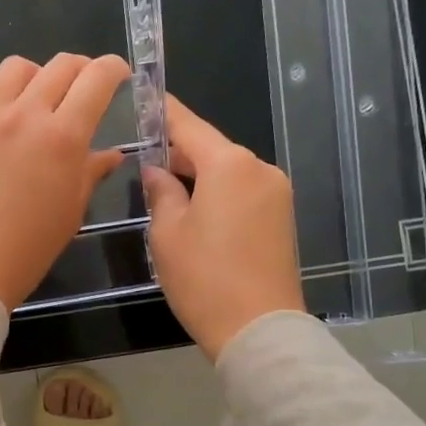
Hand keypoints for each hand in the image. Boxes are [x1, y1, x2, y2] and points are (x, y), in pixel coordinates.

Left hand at [0, 53, 132, 309]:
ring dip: (33, 75)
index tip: (117, 74)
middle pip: (60, 65)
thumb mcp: (71, 211)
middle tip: (80, 89)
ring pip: (14, 67)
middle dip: (79, 70)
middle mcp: (25, 115)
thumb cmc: (29, 249)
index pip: (97, 79)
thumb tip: (111, 153)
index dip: (113, 68)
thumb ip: (91, 172)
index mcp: (64, 136)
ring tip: (33, 98)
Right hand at [140, 95, 305, 358]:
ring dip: (197, 176)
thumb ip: (160, 192)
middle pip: (211, 148)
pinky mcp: (282, 218)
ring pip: (227, 171)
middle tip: (143, 162)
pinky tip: (194, 211)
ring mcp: (276, 193)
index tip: (144, 95)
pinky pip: (242, 191)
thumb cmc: (204, 279)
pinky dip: (217, 193)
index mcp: (229, 165)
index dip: (164, 111)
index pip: (189, 126)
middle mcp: (259, 169)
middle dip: (178, 153)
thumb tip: (156, 172)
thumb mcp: (167, 234)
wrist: (259, 330)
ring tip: (165, 193)